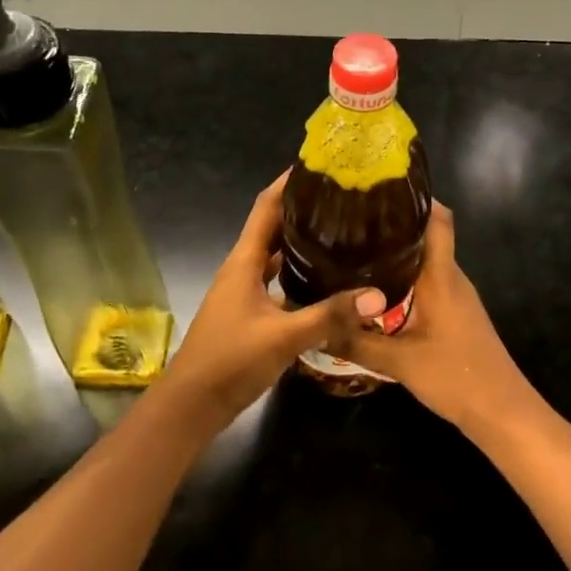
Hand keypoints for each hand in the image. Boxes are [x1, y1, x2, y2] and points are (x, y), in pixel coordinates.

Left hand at [162, 171, 385, 425]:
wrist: (192, 405)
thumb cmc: (230, 360)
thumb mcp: (284, 336)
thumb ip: (330, 315)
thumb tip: (379, 295)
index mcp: (243, 261)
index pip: (265, 207)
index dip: (287, 183)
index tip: (318, 165)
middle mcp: (242, 269)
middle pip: (272, 228)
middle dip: (302, 210)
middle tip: (342, 199)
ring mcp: (243, 293)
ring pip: (274, 257)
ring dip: (300, 243)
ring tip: (340, 233)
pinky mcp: (249, 314)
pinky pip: (276, 282)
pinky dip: (298, 275)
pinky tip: (325, 282)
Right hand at [335, 203, 540, 438]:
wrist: (503, 413)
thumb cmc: (456, 376)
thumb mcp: (398, 362)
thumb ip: (356, 342)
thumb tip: (315, 326)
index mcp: (441, 276)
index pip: (438, 220)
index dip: (416, 199)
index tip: (380, 191)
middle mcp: (451, 278)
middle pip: (426, 238)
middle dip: (392, 226)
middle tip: (350, 223)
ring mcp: (457, 297)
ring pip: (425, 262)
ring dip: (396, 255)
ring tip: (355, 252)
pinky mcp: (456, 315)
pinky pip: (428, 284)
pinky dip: (404, 279)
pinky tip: (376, 292)